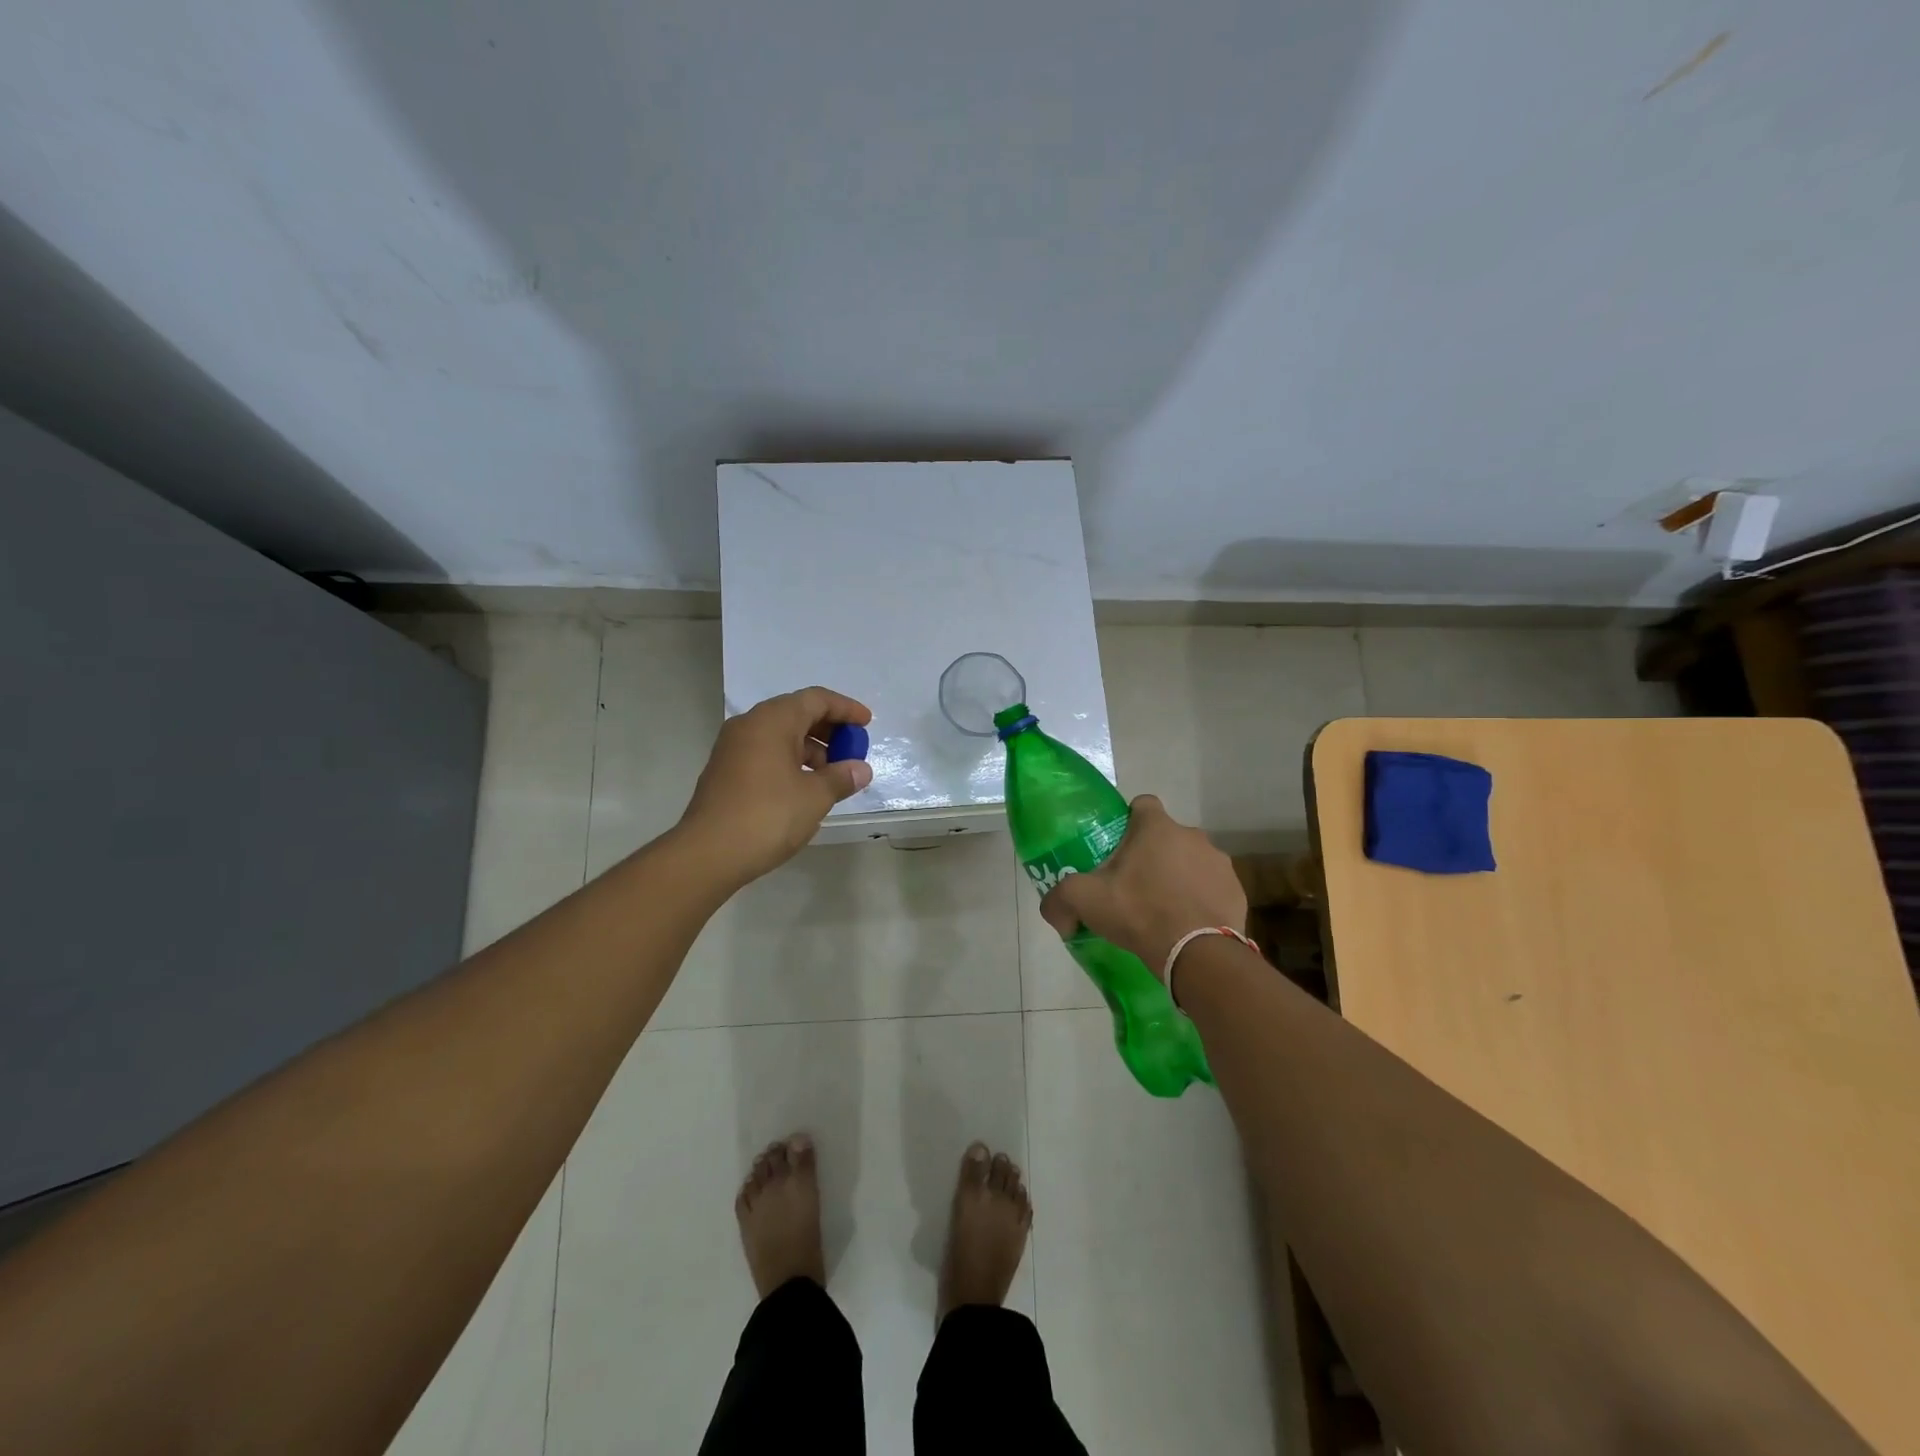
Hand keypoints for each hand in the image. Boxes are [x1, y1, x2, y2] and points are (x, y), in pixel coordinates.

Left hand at [679, 687, 872, 885]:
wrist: (707, 854)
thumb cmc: (767, 816)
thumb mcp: (815, 797)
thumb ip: (841, 777)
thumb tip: (861, 769)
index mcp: (772, 720)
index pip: (816, 699)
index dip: (845, 709)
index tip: (867, 723)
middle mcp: (749, 725)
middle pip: (797, 714)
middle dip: (829, 730)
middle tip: (852, 751)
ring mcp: (733, 748)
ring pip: (780, 736)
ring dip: (811, 749)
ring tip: (833, 777)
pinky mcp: (726, 772)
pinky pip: (766, 753)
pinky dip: (791, 761)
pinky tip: (806, 788)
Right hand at [1039, 795, 1245, 977]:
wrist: (1198, 953)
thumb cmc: (1140, 912)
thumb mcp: (1086, 901)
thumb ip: (1060, 899)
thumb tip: (1053, 912)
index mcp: (1157, 827)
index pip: (1142, 804)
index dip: (1128, 821)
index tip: (1118, 847)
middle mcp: (1192, 835)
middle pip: (1166, 836)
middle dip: (1152, 854)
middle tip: (1133, 885)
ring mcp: (1219, 862)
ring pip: (1191, 861)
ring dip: (1178, 876)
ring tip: (1162, 909)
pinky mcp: (1236, 891)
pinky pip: (1211, 887)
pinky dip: (1200, 899)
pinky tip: (1187, 924)